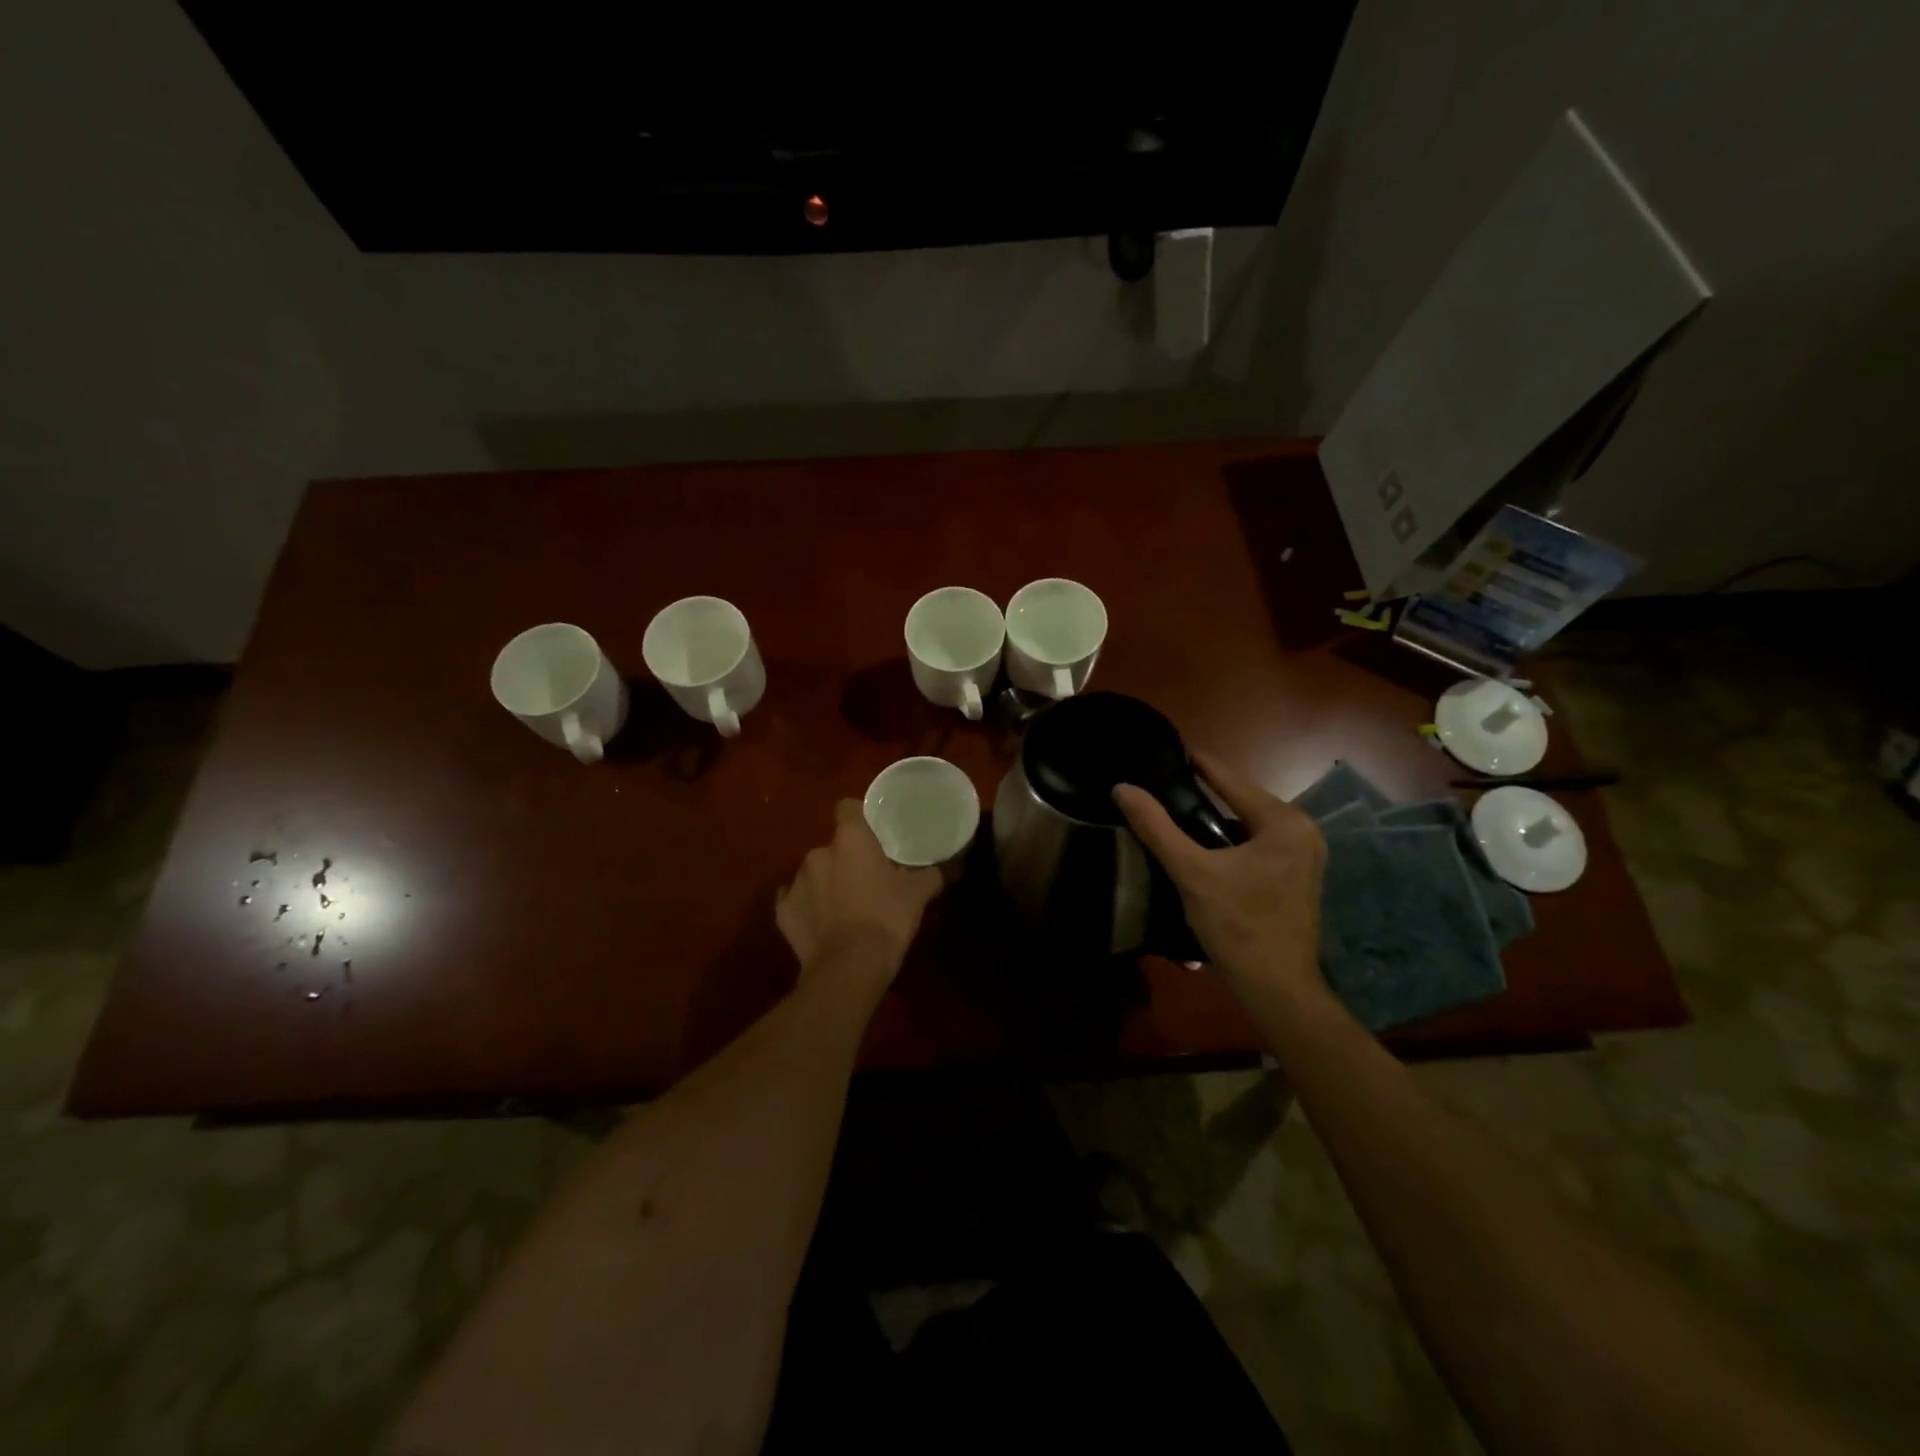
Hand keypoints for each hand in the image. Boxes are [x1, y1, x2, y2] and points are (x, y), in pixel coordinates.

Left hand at [776, 799, 942, 988]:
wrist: (849, 968)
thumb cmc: (886, 918)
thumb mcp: (918, 895)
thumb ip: (931, 875)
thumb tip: (948, 867)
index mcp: (849, 839)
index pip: (847, 808)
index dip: (859, 816)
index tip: (872, 832)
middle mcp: (817, 853)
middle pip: (833, 846)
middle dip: (847, 859)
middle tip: (868, 878)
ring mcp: (795, 883)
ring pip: (814, 874)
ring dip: (827, 883)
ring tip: (847, 906)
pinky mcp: (783, 913)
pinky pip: (795, 902)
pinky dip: (808, 909)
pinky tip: (824, 924)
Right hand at [1113, 752, 1329, 1006]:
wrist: (1277, 989)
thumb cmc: (1237, 926)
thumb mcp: (1191, 872)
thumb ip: (1157, 827)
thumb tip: (1122, 788)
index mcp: (1284, 822)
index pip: (1231, 780)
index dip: (1198, 764)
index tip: (1168, 750)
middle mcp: (1303, 830)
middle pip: (1242, 800)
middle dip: (1205, 793)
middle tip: (1163, 785)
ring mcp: (1306, 853)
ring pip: (1250, 822)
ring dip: (1217, 818)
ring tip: (1176, 811)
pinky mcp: (1301, 874)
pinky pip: (1259, 842)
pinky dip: (1232, 839)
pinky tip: (1205, 845)